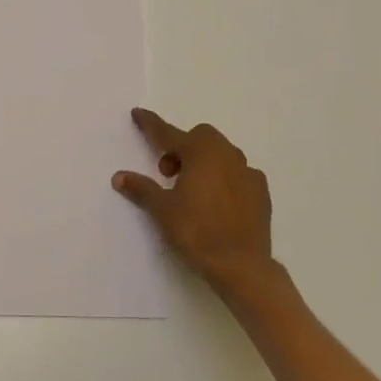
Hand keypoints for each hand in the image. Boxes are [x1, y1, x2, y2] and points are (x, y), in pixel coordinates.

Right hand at [114, 108, 281, 302]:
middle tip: (168, 173)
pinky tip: (216, 201)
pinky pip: (238, 173)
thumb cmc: (197, 232)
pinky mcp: (261, 192)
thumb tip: (119, 177)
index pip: (168, 133)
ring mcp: (248, 173)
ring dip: (203, 161)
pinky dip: (223, 177)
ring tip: (191, 188)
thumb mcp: (162, 210)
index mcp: (200, 153)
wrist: (242, 266)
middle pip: (201, 137)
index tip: (138, 114)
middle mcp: (226, 155)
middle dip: (181, 147)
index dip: (151, 124)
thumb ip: (141, 189)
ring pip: (222, 153)